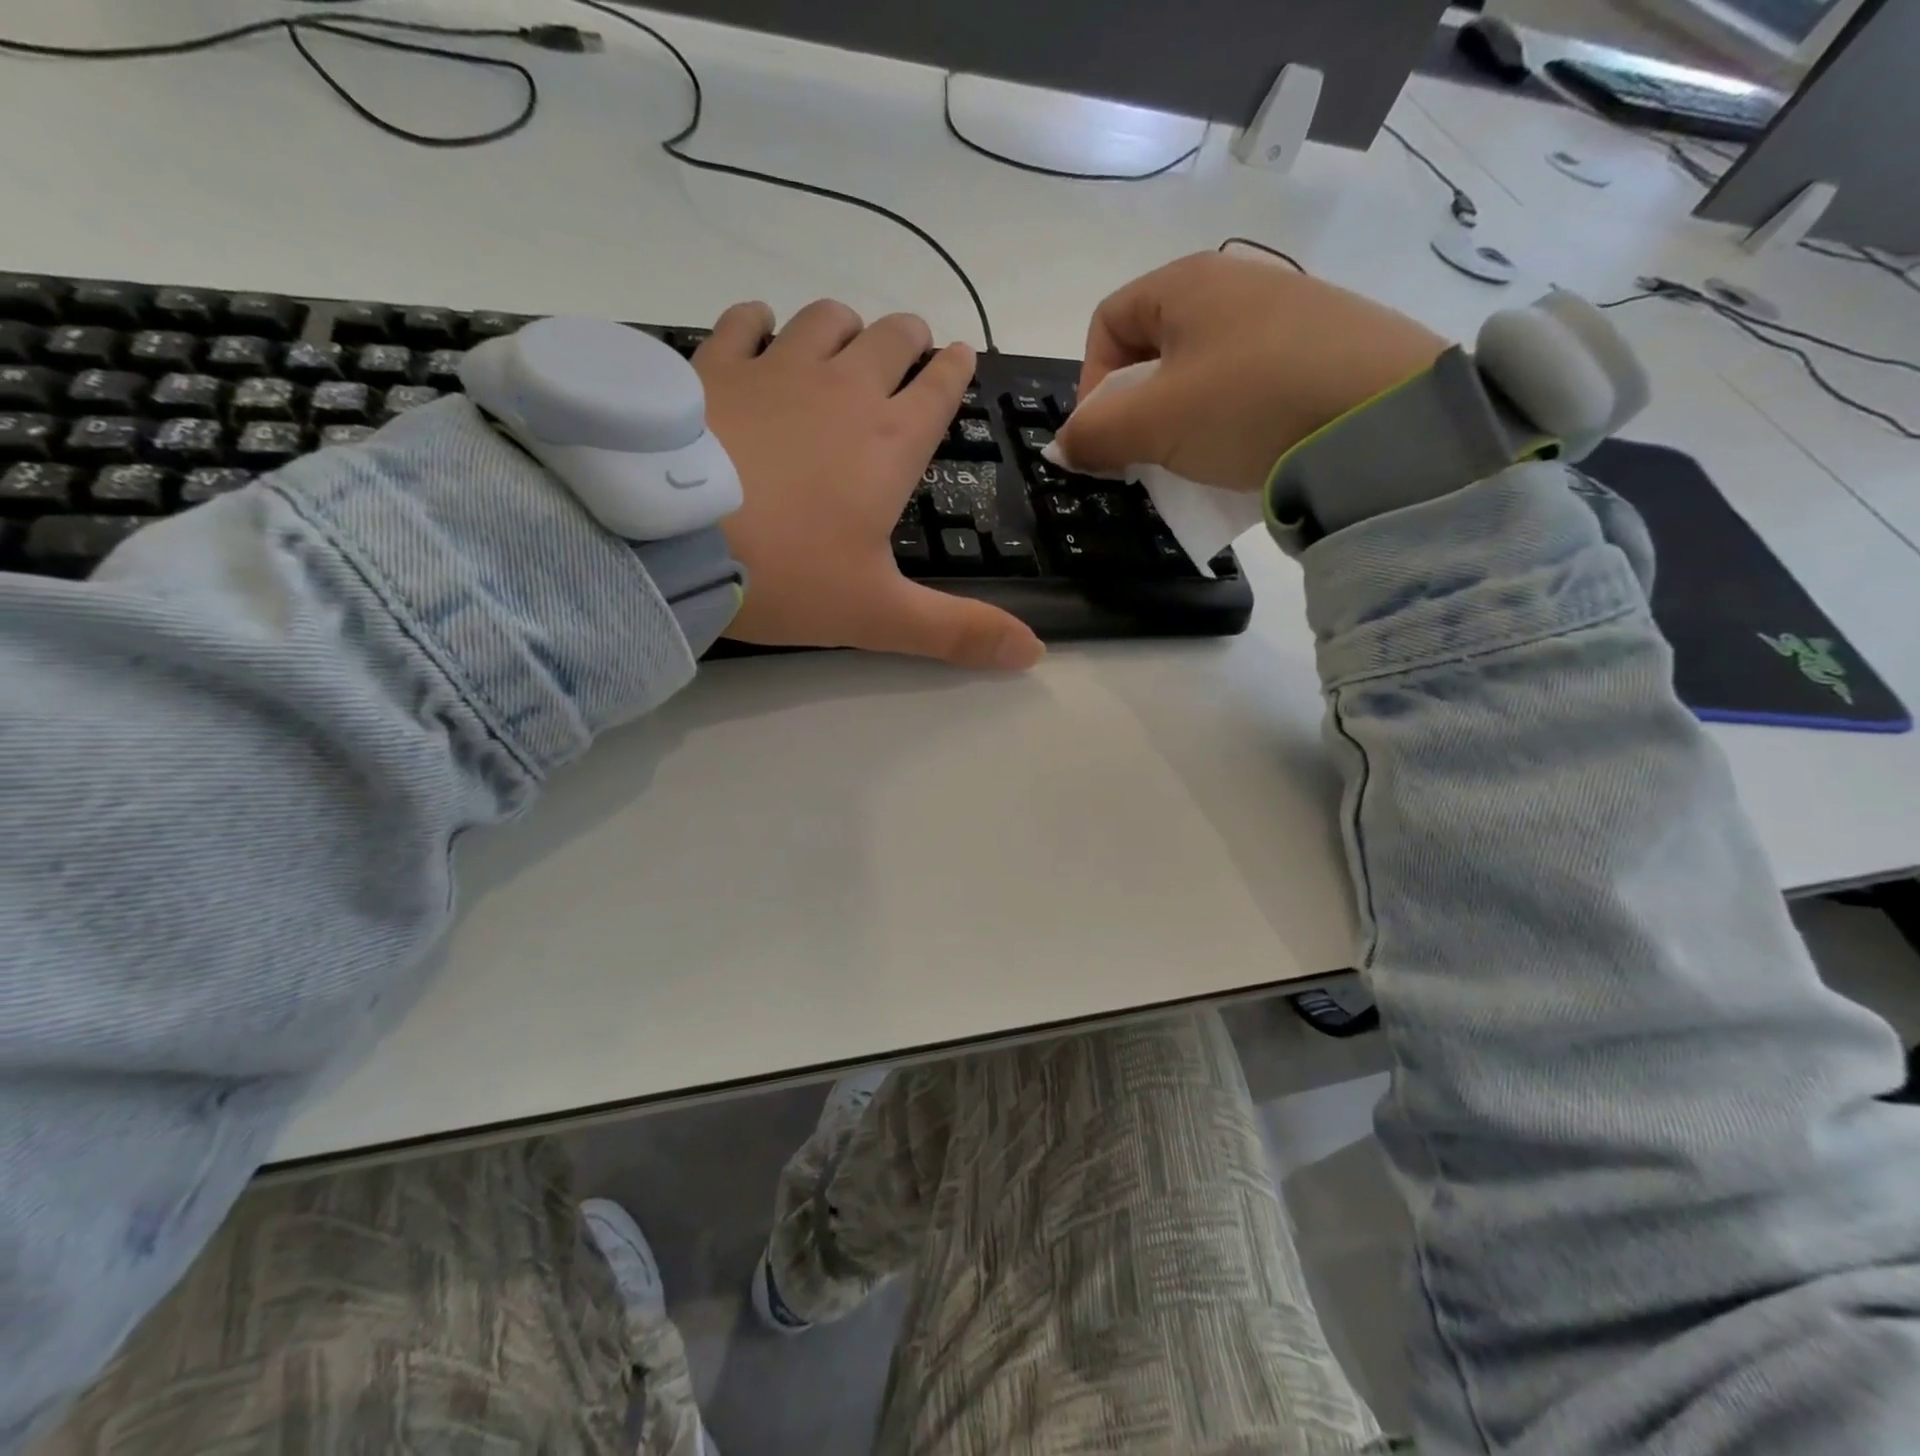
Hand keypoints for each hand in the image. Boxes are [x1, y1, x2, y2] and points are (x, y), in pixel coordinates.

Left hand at [693, 300, 1042, 670]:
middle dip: (909, 339)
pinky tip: (759, 334)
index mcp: (890, 443)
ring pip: (825, 319)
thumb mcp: (877, 614)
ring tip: (844, 343)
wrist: (667, 538)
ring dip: (844, 327)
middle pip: (890, 338)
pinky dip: (760, 323)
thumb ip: (956, 632)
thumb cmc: (786, 575)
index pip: (939, 388)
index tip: (960, 357)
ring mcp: (775, 368)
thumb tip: (1035, 655)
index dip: (955, 370)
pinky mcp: (713, 364)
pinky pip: (746, 320)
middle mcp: (842, 390)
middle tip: (910, 351)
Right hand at [1054, 253, 1447, 492]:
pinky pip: (1250, 388)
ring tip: (1195, 463)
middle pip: (1154, 350)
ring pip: (1202, 373)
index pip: (1107, 322)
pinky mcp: (1322, 353)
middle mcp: (1235, 285)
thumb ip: (1096, 434)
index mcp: (1186, 283)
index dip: (1090, 383)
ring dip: (1181, 423)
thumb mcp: (1155, 423)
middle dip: (1136, 410)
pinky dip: (1230, 423)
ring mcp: (1285, 317)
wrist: (1386, 417)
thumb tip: (1063, 445)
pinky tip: (1245, 455)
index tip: (1103, 437)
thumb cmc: (1248, 404)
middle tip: (1145, 457)